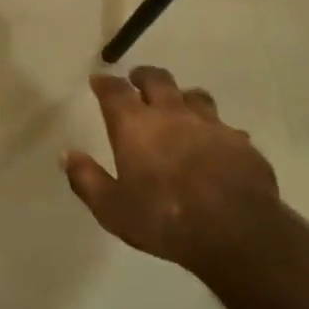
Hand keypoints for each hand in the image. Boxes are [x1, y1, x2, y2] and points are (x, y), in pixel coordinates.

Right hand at [63, 66, 280, 268]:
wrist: (236, 232)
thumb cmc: (164, 219)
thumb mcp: (112, 208)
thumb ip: (87, 179)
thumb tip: (67, 155)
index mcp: (135, 126)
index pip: (115, 91)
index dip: (105, 83)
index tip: (98, 80)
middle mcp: (172, 115)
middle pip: (157, 80)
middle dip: (144, 76)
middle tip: (137, 80)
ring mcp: (210, 125)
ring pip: (194, 95)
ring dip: (181, 97)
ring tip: (178, 106)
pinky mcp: (240, 142)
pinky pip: (224, 126)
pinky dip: (214, 130)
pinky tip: (215, 144)